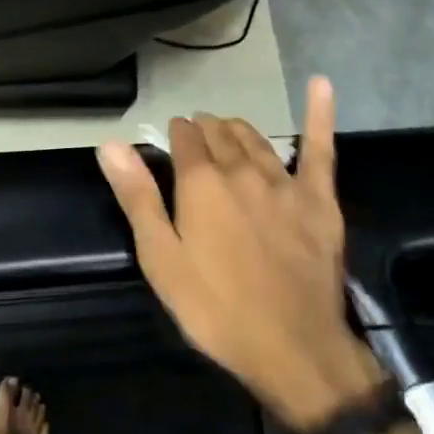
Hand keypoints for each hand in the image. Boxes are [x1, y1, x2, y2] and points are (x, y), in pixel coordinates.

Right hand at [96, 77, 382, 431]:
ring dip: (237, 129)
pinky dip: (319, 113)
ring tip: (225, 130)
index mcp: (201, 183)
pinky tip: (322, 84)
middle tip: (194, 140)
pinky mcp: (320, 200)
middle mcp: (242, 171)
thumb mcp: (161, 258)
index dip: (174, 135)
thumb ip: (137, 196)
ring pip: (256, 138)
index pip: (184, 138)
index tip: (169, 141)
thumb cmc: (215, 308)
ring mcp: (285, 182)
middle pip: (220, 133)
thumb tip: (110, 143)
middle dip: (203, 129)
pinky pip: (320, 148)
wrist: (294, 348)